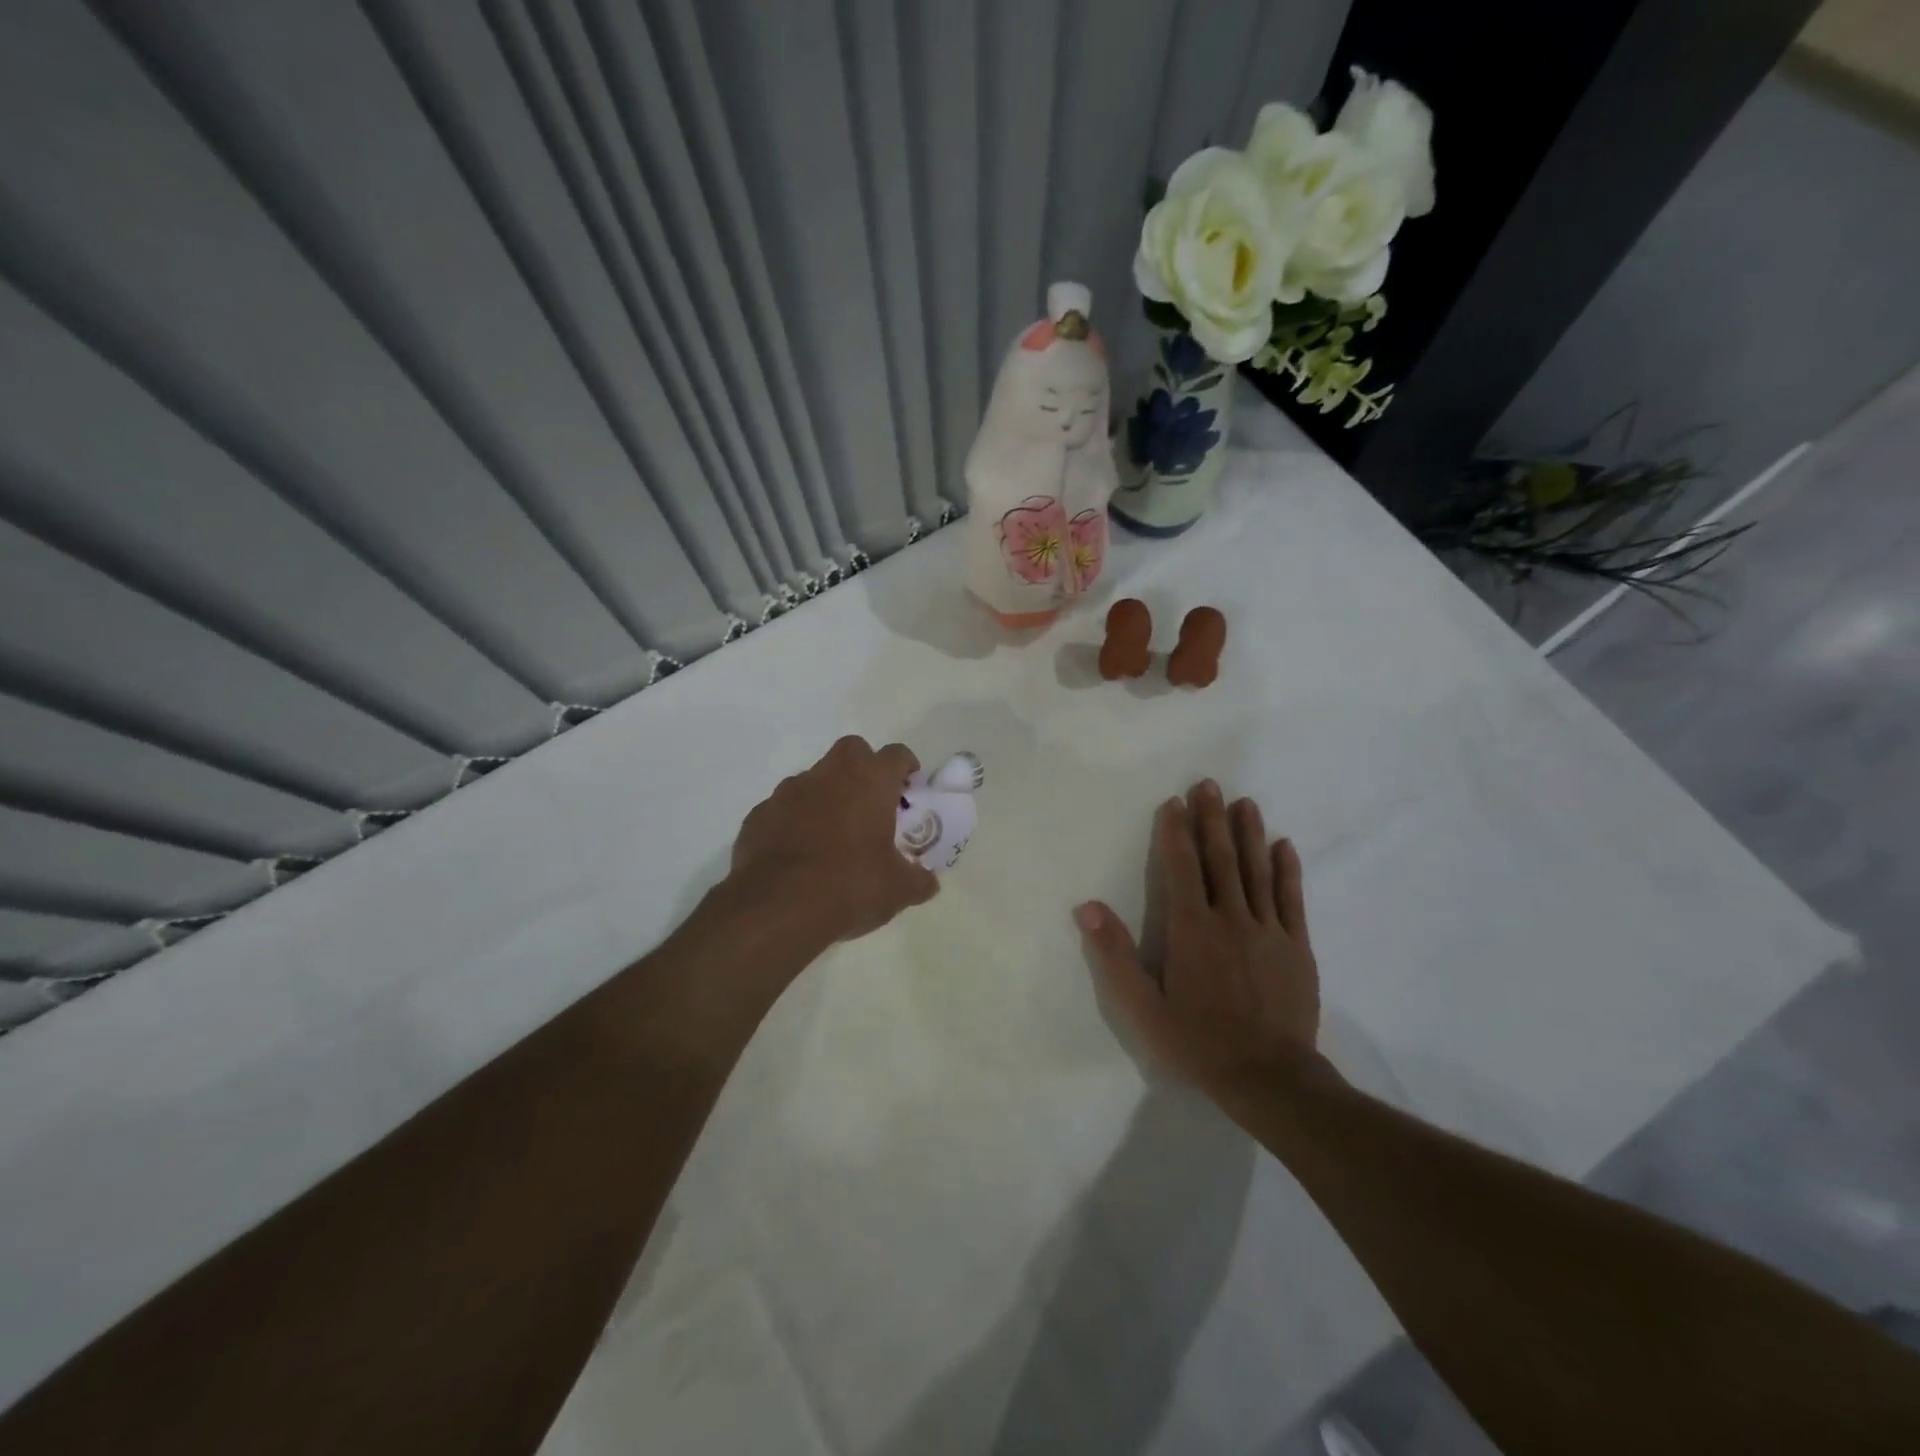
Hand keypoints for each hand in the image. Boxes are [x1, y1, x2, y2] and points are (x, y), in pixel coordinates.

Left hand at [729, 735, 938, 947]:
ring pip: (814, 779)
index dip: (906, 768)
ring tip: (832, 835)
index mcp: (870, 781)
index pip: (896, 755)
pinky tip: (799, 854)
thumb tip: (928, 882)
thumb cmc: (849, 886)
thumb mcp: (898, 890)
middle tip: (871, 804)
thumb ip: (918, 879)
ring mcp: (789, 791)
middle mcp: (829, 774)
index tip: (909, 788)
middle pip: (852, 751)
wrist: (777, 907)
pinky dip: (795, 821)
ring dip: (826, 796)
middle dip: (863, 769)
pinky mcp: (760, 814)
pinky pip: (784, 809)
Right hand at [1074, 780, 1324, 1104]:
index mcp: (1191, 929)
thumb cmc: (1198, 1042)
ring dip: (1249, 834)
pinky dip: (1286, 871)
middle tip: (1209, 784)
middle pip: (1220, 858)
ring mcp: (1268, 931)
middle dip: (1212, 819)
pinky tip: (1284, 846)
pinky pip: (1291, 900)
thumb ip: (1114, 955)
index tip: (1175, 802)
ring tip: (1244, 802)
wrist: (1270, 1079)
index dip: (1176, 832)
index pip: (1181, 868)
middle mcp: (1230, 918)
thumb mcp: (1142, 1007)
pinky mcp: (1297, 947)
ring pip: (1256, 870)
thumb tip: (1087, 908)